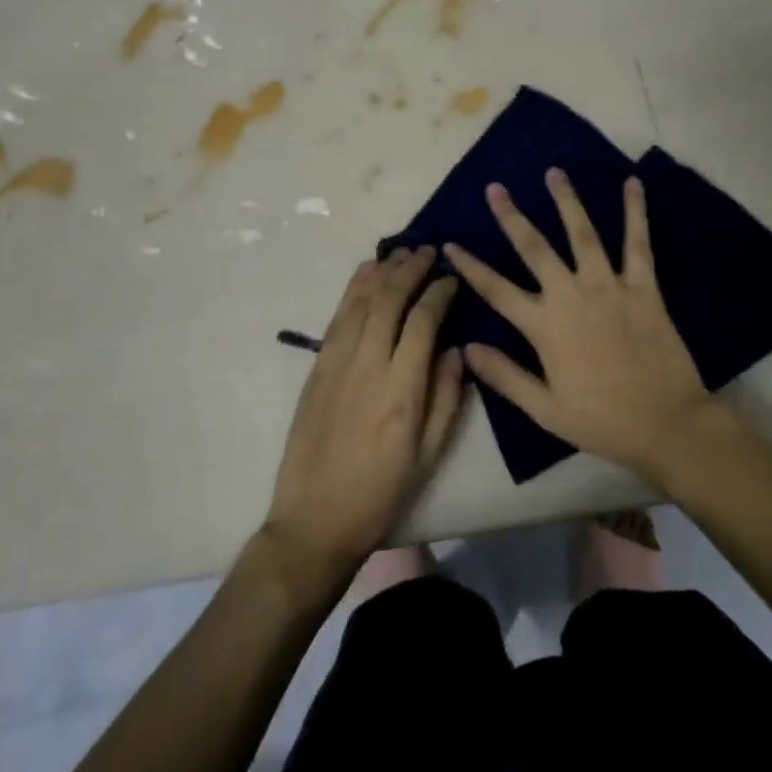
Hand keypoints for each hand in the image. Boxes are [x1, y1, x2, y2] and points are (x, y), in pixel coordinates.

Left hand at [263, 247, 466, 578]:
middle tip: (430, 251)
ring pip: (362, 300)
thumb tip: (456, 348)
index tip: (452, 280)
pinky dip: (354, 287)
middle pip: (390, 299)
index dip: (440, 293)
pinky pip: (338, 316)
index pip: (424, 322)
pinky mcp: (317, 367)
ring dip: (384, 270)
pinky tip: (367, 271)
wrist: (314, 521)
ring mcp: (337, 363)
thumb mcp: (429, 455)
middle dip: (412, 269)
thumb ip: (447, 397)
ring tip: (403, 252)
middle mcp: (368, 366)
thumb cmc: (380, 493)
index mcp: (402, 391)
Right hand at [445, 170, 717, 484]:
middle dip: (512, 217)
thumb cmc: (603, 420)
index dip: (471, 266)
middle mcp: (571, 295)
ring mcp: (608, 286)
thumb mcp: (545, 410)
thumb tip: (466, 348)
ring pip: (582, 233)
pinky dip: (635, 212)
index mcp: (544, 326)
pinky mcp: (643, 286)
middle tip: (495, 188)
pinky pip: (637, 243)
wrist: (667, 424)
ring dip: (566, 201)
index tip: (450, 244)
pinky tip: (632, 183)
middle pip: (534, 248)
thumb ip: (505, 376)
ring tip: (553, 172)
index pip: (497, 290)